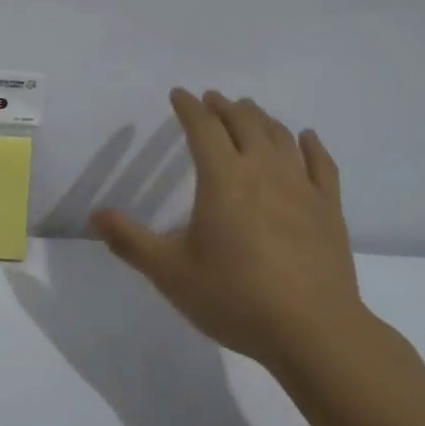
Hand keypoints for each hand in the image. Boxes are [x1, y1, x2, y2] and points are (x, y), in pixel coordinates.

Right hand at [91, 89, 366, 369]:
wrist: (313, 331)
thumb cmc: (235, 297)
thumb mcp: (171, 273)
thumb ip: (130, 242)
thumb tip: (95, 215)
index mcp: (222, 179)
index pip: (203, 128)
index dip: (188, 107)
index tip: (178, 94)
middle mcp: (263, 171)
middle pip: (244, 123)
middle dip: (225, 107)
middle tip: (213, 99)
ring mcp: (301, 187)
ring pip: (280, 137)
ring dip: (261, 118)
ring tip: (249, 111)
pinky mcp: (329, 209)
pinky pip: (321, 164)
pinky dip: (311, 145)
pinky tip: (306, 137)